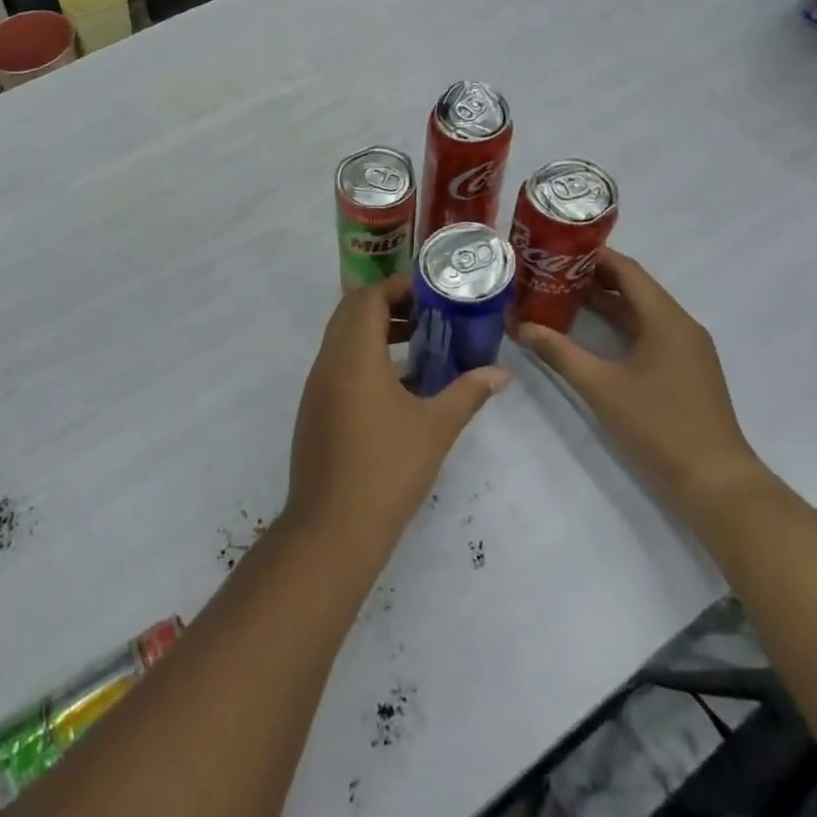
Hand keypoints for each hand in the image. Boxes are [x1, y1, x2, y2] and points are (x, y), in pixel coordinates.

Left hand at [286, 277, 508, 561]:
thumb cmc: (387, 469)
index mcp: (354, 354)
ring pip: (342, 339)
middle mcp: (328, 361)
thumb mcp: (436, 427)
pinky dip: (364, 358)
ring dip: (375, 332)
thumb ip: (468, 392)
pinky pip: (337, 364)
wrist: (332, 528)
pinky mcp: (314, 409)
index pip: (368, 297)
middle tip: (429, 316)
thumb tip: (501, 373)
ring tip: (419, 346)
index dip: (398, 288)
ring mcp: (317, 386)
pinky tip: (398, 386)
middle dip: (389, 306)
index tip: (432, 294)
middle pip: (351, 312)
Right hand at [518, 250, 759, 516]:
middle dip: (593, 278)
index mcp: (666, 319)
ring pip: (642, 311)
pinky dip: (620, 325)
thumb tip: (520, 327)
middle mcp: (681, 325)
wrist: (715, 482)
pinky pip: (649, 332)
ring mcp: (687, 349)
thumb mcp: (600, 386)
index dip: (592, 256)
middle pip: (635, 288)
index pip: (628, 271)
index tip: (556, 249)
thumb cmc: (657, 425)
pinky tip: (591, 333)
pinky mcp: (686, 369)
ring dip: (606, 302)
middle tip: (550, 272)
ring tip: (561, 296)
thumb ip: (559, 353)